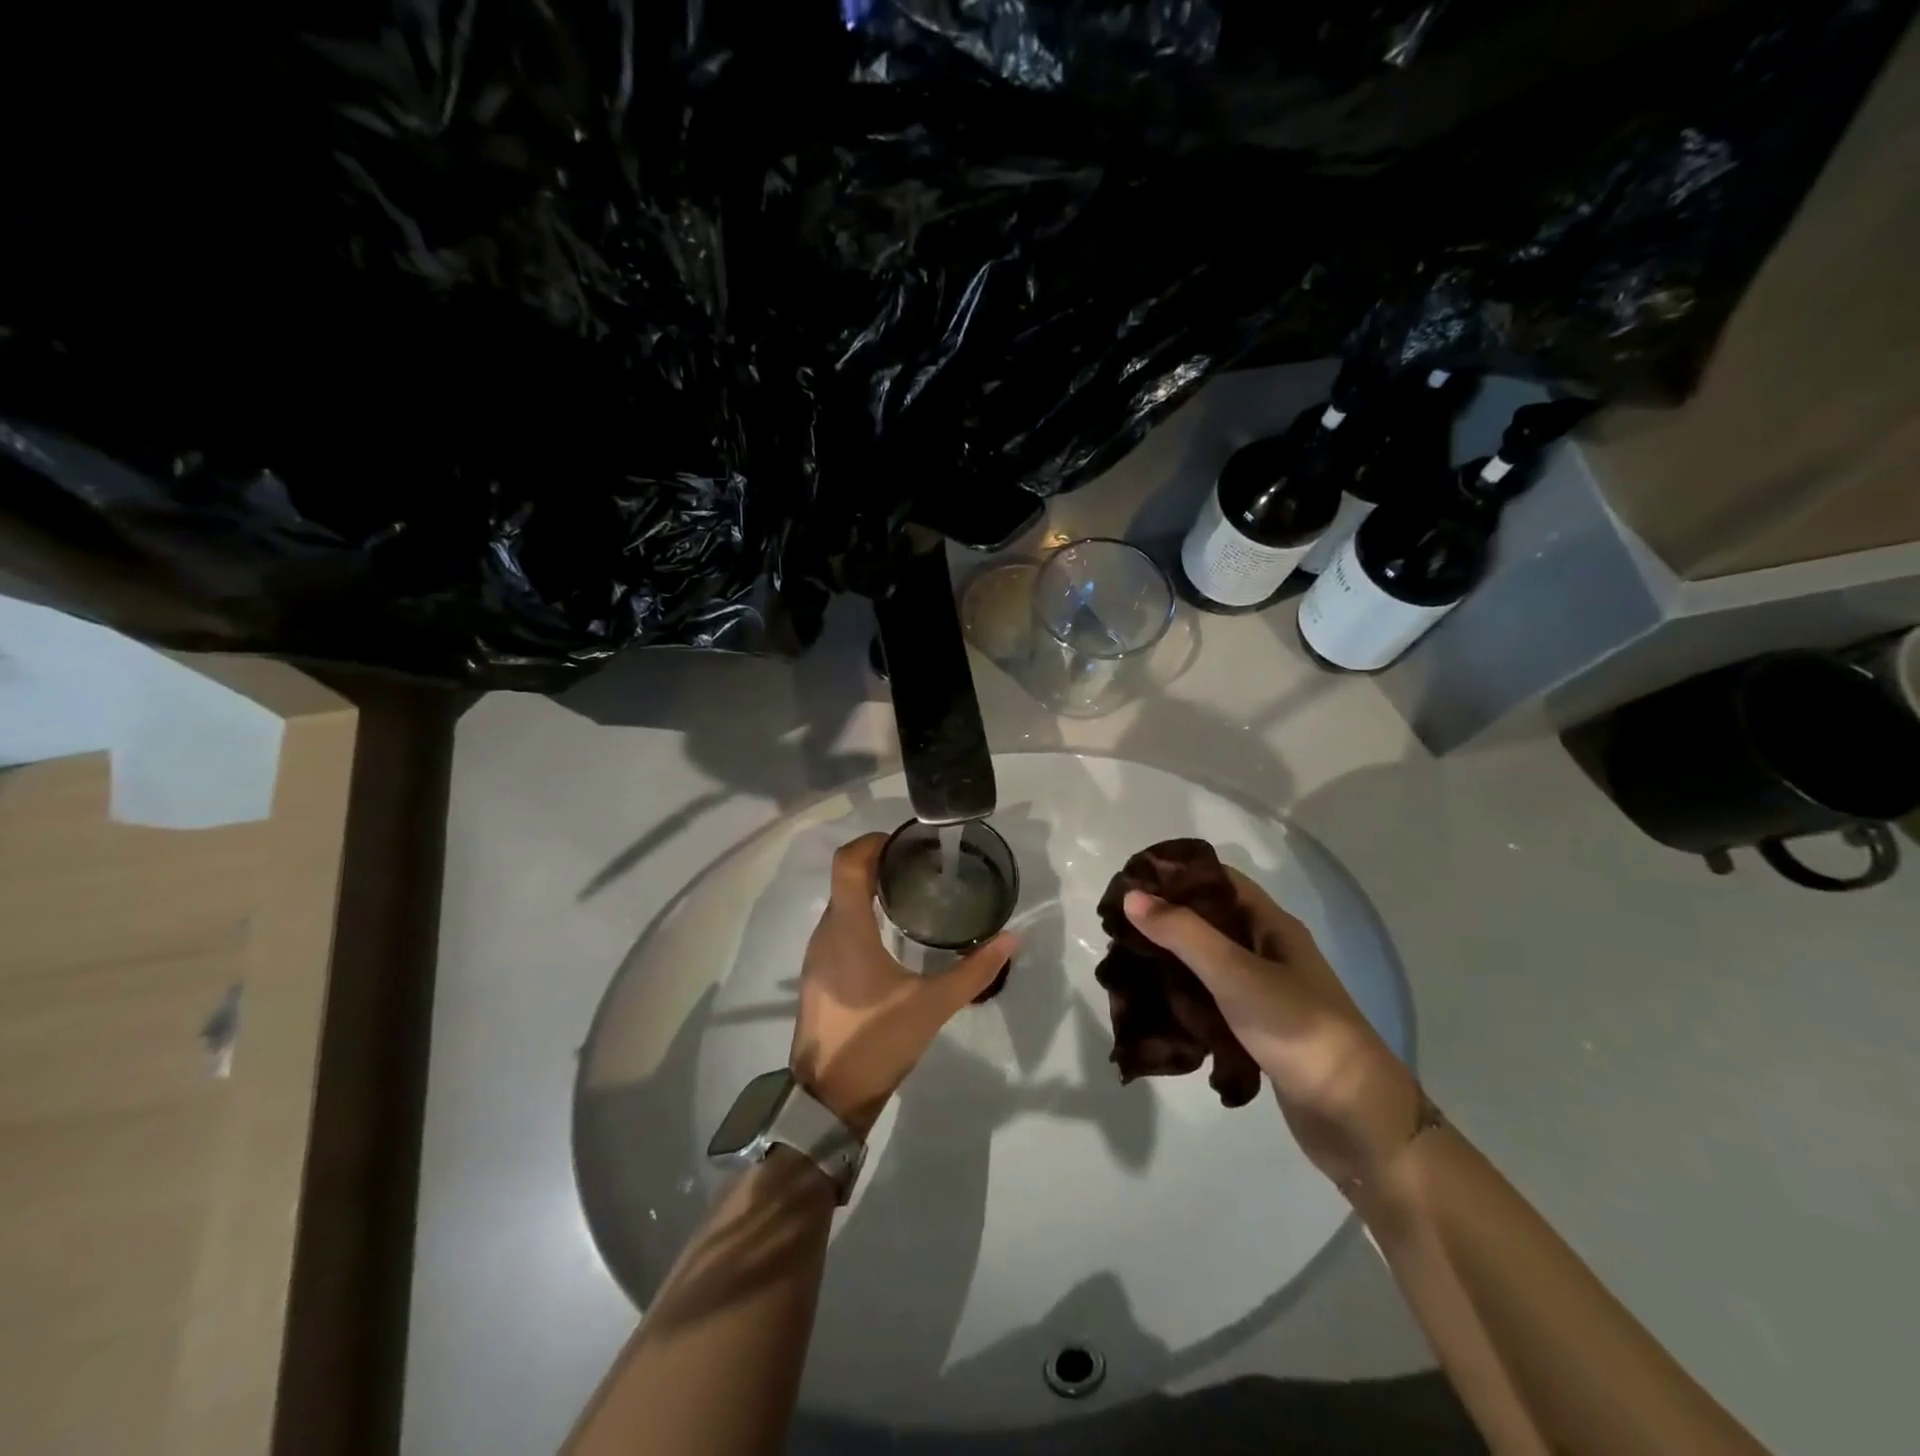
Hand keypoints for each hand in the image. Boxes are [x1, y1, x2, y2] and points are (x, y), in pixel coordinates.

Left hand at [790, 833, 1016, 1138]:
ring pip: (840, 905)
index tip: (904, 842)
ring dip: (869, 891)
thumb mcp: (933, 1005)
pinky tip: (891, 935)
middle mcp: (825, 933)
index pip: (847, 863)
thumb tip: (1011, 938)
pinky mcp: (817, 975)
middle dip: (878, 864)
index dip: (871, 842)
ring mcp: (816, 955)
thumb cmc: (877, 1042)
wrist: (827, 1098)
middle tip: (920, 866)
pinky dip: (861, 917)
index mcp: (848, 929)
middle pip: (845, 879)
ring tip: (911, 893)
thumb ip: (974, 970)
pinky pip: (837, 928)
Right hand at [1124, 869, 1421, 1187]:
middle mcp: (1269, 952)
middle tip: (1117, 929)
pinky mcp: (1258, 1030)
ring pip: (1208, 964)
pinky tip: (1155, 1008)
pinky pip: (1212, 1002)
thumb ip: (1183, 934)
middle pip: (1209, 921)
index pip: (1218, 880)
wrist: (1355, 1118)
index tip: (1130, 882)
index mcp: (1272, 926)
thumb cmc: (1299, 1030)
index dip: (1176, 875)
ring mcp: (1265, 993)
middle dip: (1165, 921)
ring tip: (1126, 965)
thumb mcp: (1236, 974)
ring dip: (1171, 962)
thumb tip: (1132, 896)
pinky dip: (1184, 1000)